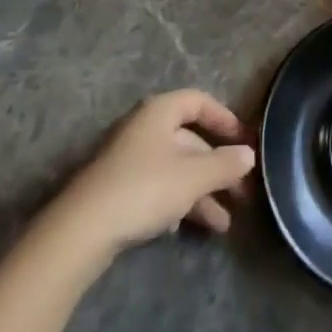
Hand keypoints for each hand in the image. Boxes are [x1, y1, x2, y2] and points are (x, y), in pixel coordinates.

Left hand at [55, 89, 255, 254]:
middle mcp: (144, 128)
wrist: (83, 229)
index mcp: (160, 112)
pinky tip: (182, 227)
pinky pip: (157, 187)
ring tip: (223, 225)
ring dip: (201, 193)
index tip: (244, 141)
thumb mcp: (193, 176)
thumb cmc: (145, 188)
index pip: (199, 102)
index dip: (224, 118)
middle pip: (189, 140)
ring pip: (175, 168)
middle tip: (242, 194)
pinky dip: (176, 202)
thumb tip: (249, 154)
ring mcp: (129, 159)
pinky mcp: (118, 188)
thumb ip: (224, 164)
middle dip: (217, 167)